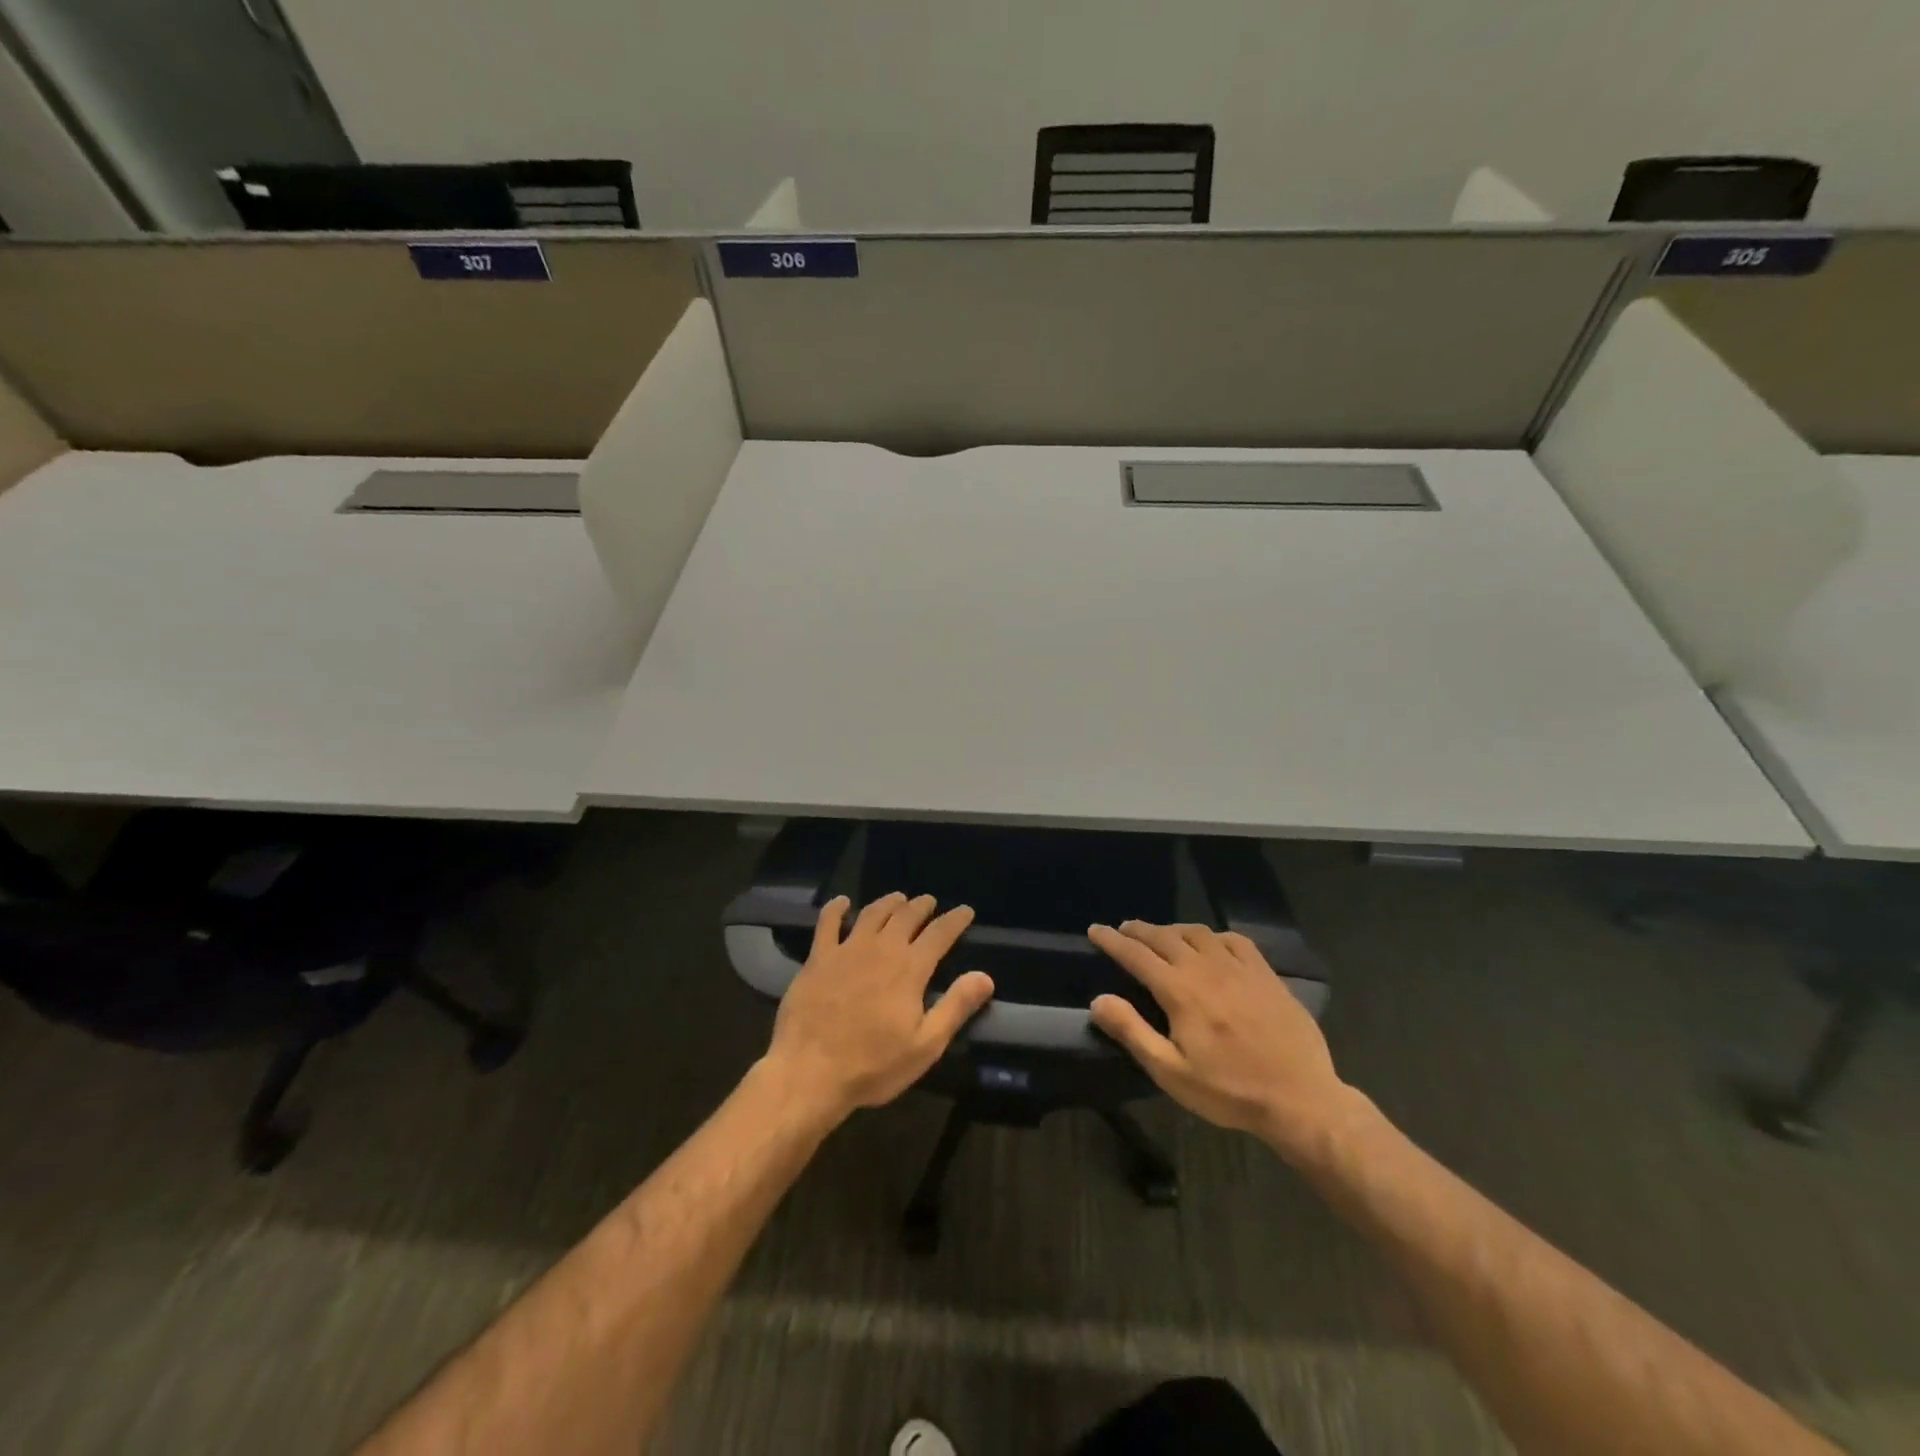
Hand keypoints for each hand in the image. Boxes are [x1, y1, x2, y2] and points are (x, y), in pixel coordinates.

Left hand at [765, 892, 994, 1124]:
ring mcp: (847, 949)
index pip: (940, 934)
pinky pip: (827, 923)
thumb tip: (985, 977)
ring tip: (898, 898)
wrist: (809, 1071)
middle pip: (906, 916)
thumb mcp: (925, 1045)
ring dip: (889, 902)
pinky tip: (842, 902)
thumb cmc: (873, 1065)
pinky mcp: (818, 957)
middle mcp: (881, 948)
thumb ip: (955, 1006)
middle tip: (930, 902)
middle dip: (922, 906)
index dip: (955, 920)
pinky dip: (837, 908)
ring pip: (872, 913)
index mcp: (910, 968)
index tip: (965, 911)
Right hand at [1088, 921, 1345, 1152]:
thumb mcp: (1172, 1072)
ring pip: (1198, 933)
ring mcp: (1239, 968)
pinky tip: (1212, 944)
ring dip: (1173, 929)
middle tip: (1123, 929)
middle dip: (1139, 930)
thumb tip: (1098, 1000)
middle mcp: (1206, 968)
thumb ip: (1132, 1032)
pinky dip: (1213, 936)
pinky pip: (1234, 941)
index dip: (1112, 940)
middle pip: (1165, 936)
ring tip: (1162, 935)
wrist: (1300, 1098)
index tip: (1095, 929)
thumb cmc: (1229, 1091)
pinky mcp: (1265, 974)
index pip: (1136, 955)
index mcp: (1179, 991)